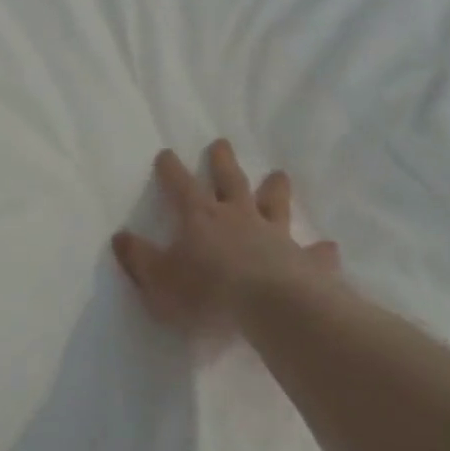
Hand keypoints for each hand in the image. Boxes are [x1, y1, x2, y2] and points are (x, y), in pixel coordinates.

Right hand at [112, 140, 339, 339]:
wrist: (271, 307)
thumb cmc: (208, 292)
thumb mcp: (160, 279)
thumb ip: (139, 259)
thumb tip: (120, 237)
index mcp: (200, 216)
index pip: (180, 184)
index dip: (171, 169)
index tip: (166, 152)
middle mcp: (237, 216)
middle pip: (229, 180)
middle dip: (222, 161)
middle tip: (221, 143)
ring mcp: (274, 235)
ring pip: (274, 204)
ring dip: (275, 189)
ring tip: (279, 175)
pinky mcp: (304, 261)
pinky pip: (314, 254)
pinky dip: (320, 251)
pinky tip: (329, 248)